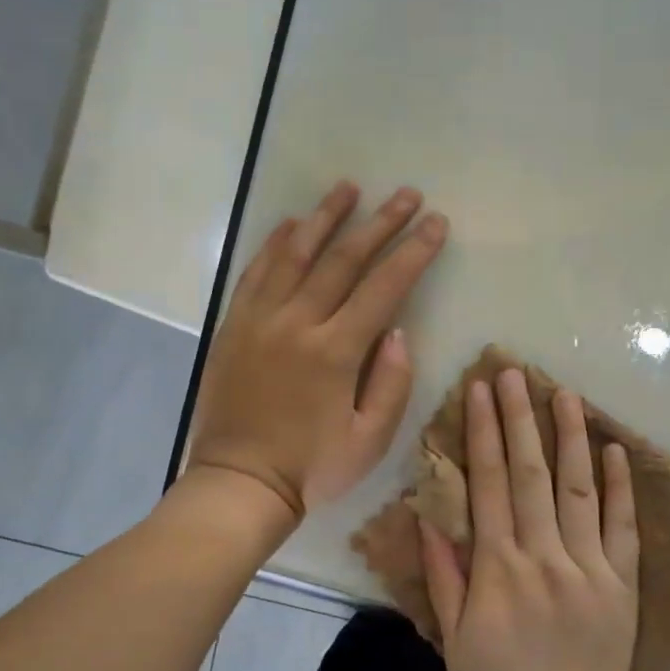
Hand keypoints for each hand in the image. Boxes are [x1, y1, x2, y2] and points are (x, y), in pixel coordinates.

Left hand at [188, 182, 447, 527]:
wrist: (239, 482)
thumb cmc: (311, 468)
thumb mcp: (370, 441)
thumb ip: (392, 384)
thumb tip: (399, 332)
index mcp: (336, 351)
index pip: (384, 287)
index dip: (414, 252)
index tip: (436, 222)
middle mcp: (297, 322)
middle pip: (343, 259)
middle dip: (380, 223)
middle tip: (405, 194)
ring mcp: (260, 320)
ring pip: (295, 254)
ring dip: (324, 218)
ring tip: (348, 188)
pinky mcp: (234, 326)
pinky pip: (255, 273)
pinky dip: (273, 244)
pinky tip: (290, 223)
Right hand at [421, 368, 640, 670]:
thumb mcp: (454, 637)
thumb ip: (444, 574)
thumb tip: (428, 516)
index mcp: (498, 567)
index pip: (488, 483)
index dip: (482, 433)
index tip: (480, 390)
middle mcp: (543, 554)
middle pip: (530, 473)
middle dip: (520, 418)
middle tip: (515, 372)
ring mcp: (588, 566)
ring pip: (578, 488)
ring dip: (570, 436)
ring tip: (564, 392)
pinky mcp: (622, 583)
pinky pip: (622, 527)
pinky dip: (619, 486)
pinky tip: (614, 448)